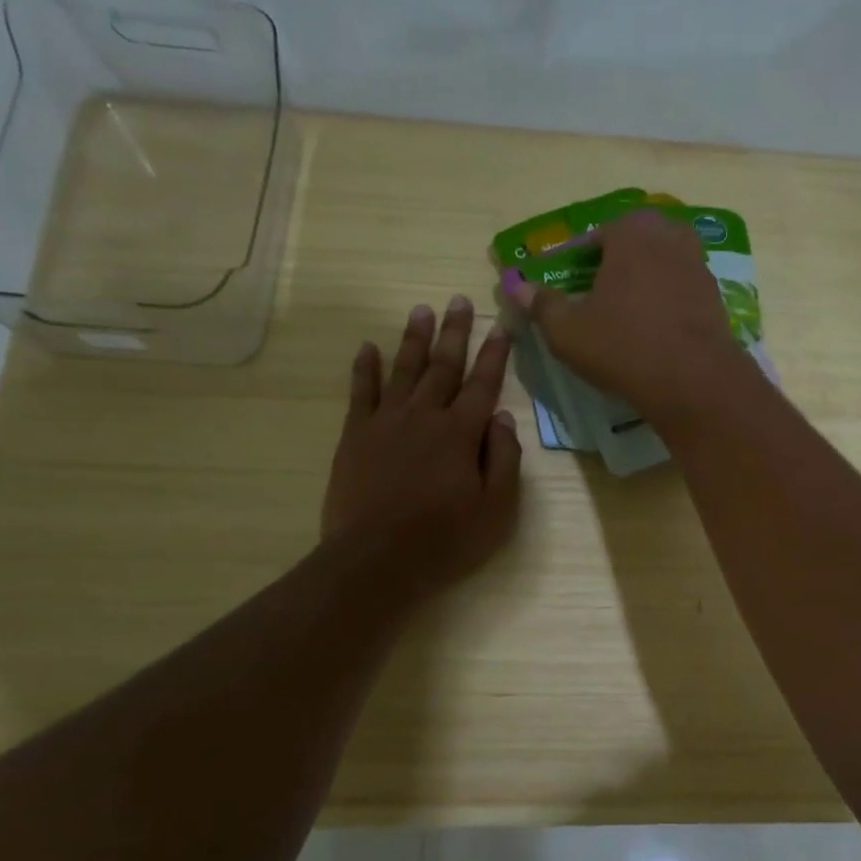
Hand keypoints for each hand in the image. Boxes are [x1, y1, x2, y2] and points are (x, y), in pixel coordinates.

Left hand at [322, 296, 521, 600]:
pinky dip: (364, 368)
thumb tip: (502, 418)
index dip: (495, 354)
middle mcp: (425, 416)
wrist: (376, 560)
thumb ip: (504, 459)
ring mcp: (386, 422)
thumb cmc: (445, 540)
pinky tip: (368, 347)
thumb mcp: (497, 510)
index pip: (483, 384)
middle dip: (455, 332)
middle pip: (443, 366)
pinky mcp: (355, 436)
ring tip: (422, 310)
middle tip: (459, 299)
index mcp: (462, 433)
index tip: (503, 326)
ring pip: (404, 370)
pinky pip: (361, 392)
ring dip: (414, 339)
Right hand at [500, 209, 748, 420]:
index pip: (596, 237)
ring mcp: (699, 266)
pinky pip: (683, 290)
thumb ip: (541, 305)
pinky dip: (669, 302)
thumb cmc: (623, 347)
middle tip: (600, 296)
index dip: (579, 262)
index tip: (570, 286)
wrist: (694, 381)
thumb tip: (515, 286)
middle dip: (618, 263)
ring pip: (663, 265)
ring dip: (646, 281)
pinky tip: (657, 329)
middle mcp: (669, 237)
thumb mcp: (568, 331)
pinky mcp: (716, 298)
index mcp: (631, 232)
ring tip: (628, 313)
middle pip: (635, 244)